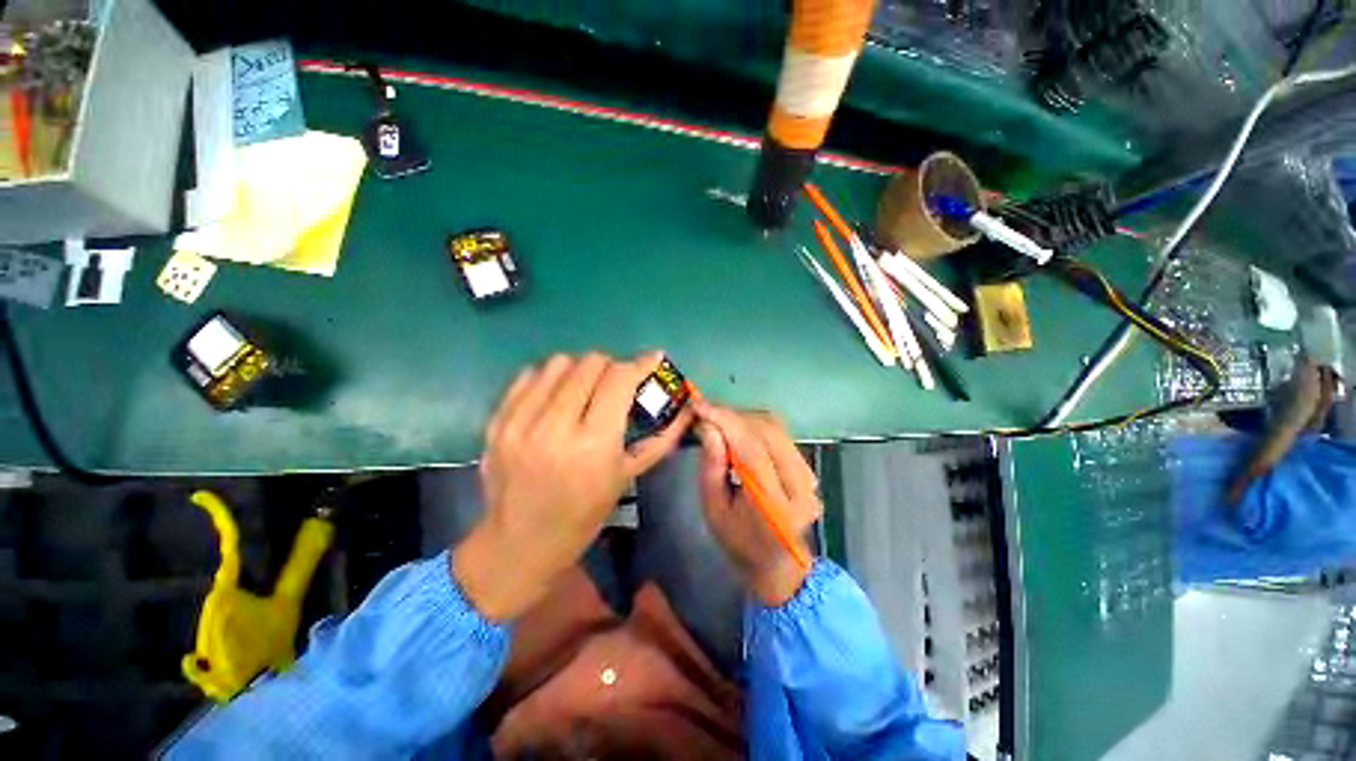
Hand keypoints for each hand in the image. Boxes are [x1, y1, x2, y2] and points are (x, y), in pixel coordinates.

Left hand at [454, 352, 691, 619]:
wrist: (519, 543)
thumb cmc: (584, 515)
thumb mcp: (627, 477)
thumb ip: (661, 438)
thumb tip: (686, 409)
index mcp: (593, 445)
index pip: (619, 379)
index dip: (640, 363)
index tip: (652, 360)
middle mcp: (554, 427)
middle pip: (590, 363)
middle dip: (612, 367)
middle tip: (617, 384)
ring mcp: (520, 422)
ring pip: (559, 363)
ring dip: (581, 369)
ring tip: (585, 389)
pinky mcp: (497, 421)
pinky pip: (529, 375)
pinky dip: (551, 378)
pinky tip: (557, 396)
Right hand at [692, 401, 821, 605]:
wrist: (776, 563)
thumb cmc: (737, 542)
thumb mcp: (713, 508)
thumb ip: (712, 466)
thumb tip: (708, 426)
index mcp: (773, 506)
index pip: (752, 449)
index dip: (725, 421)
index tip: (699, 405)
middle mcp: (799, 486)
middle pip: (767, 431)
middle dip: (732, 415)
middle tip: (705, 411)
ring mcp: (808, 476)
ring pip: (775, 427)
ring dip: (743, 416)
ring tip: (717, 418)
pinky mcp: (807, 467)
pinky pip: (780, 433)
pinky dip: (755, 424)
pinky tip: (737, 427)